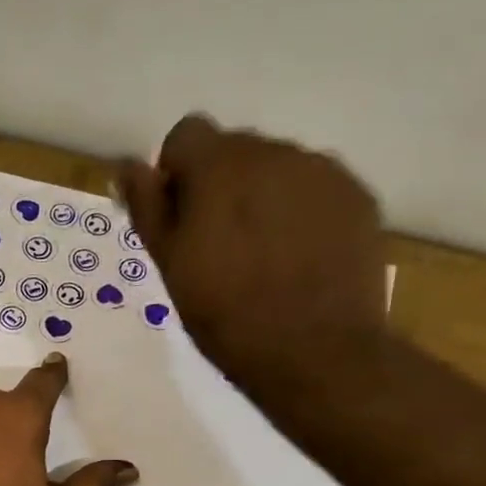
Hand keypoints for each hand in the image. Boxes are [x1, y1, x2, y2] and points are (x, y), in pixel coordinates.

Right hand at [117, 115, 387, 391]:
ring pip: (276, 168)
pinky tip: (296, 259)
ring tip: (260, 257)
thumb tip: (128, 167)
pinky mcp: (357, 196)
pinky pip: (314, 189)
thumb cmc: (224, 314)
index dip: (175, 173)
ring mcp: (323, 171)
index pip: (187, 134)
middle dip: (219, 186)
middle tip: (215, 248)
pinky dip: (298, 212)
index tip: (178, 219)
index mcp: (221, 166)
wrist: (313, 351)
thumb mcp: (170, 265)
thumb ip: (148, 208)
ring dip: (259, 198)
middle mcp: (275, 152)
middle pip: (234, 150)